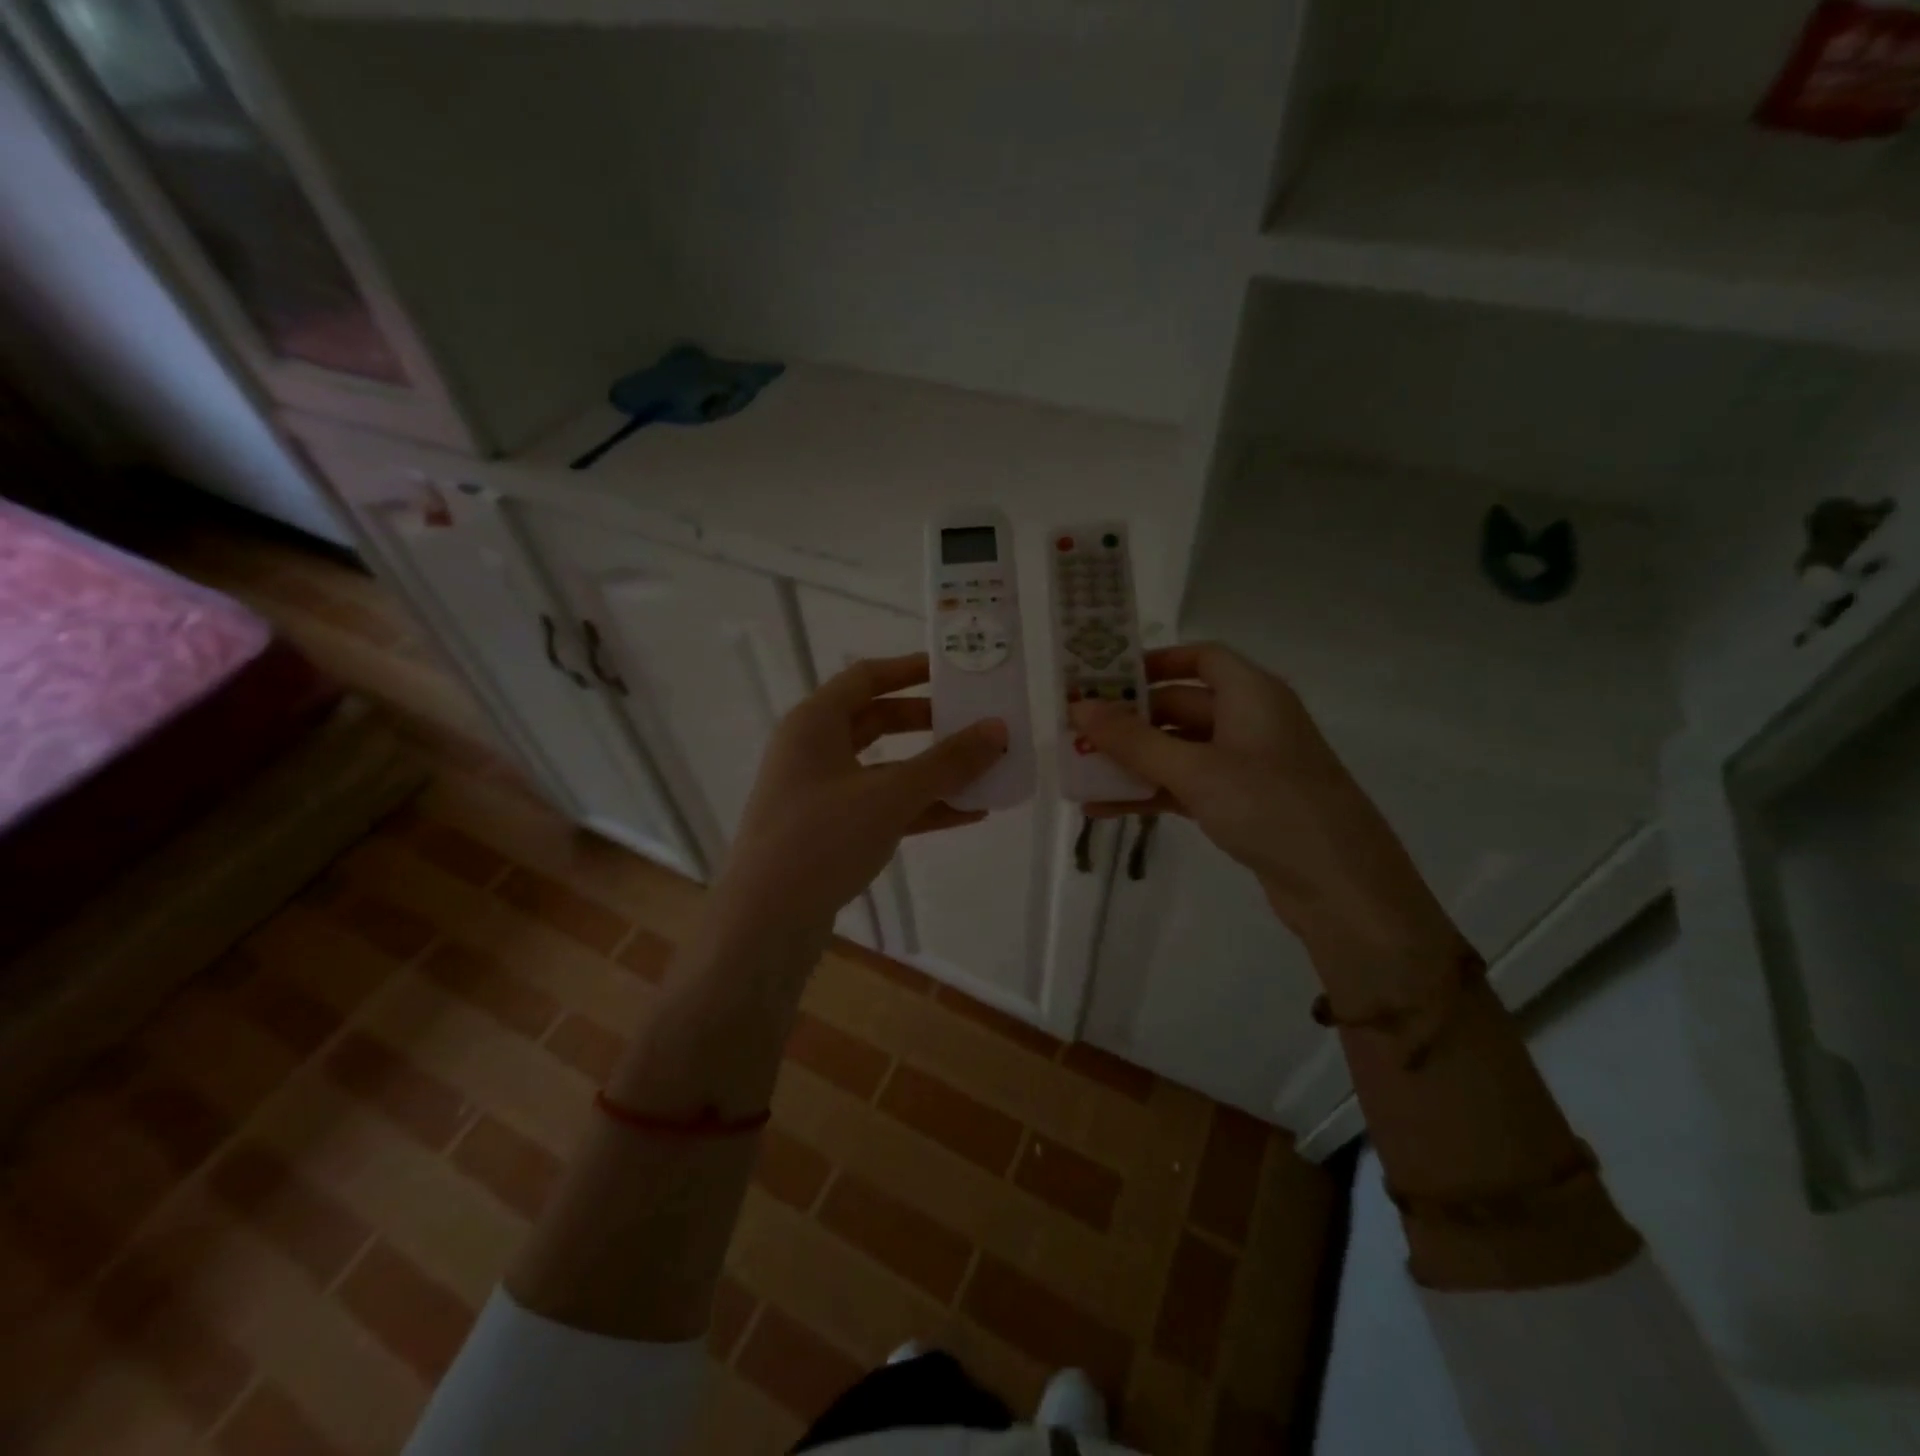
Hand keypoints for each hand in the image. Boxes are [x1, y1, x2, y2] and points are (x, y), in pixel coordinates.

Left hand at [716, 654, 1006, 934]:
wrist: (764, 923)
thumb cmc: (821, 840)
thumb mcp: (889, 796)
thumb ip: (947, 763)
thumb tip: (998, 729)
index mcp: (814, 723)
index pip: (866, 677)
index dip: (910, 669)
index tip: (954, 671)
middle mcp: (813, 750)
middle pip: (878, 721)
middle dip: (928, 723)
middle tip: (973, 722)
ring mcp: (820, 793)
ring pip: (884, 768)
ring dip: (931, 770)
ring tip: (983, 771)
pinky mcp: (829, 831)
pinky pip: (882, 806)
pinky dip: (920, 807)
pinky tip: (966, 814)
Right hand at [1070, 644, 1462, 978]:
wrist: (1341, 887)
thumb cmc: (1270, 807)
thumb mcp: (1195, 770)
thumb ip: (1133, 740)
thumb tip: (1079, 708)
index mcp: (1252, 695)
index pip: (1201, 658)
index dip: (1155, 662)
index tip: (1106, 677)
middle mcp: (1250, 722)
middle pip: (1181, 707)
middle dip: (1129, 720)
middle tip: (1076, 730)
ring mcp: (1246, 766)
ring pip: (1178, 751)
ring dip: (1132, 762)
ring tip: (1079, 771)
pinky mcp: (1242, 805)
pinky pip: (1185, 787)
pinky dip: (1149, 794)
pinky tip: (1103, 809)